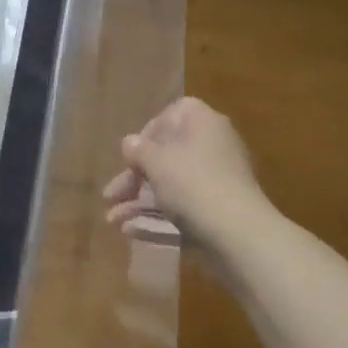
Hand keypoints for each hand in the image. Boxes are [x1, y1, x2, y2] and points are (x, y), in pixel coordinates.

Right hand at [102, 97, 265, 247]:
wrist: (237, 232)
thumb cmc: (192, 183)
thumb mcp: (156, 162)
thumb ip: (138, 150)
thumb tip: (130, 142)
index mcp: (201, 122)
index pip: (171, 115)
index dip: (147, 134)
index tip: (131, 156)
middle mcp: (212, 145)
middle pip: (166, 155)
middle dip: (134, 178)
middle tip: (110, 195)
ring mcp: (217, 180)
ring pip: (171, 185)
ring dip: (139, 202)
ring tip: (112, 220)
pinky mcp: (217, 210)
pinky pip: (182, 207)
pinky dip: (158, 217)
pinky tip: (131, 231)